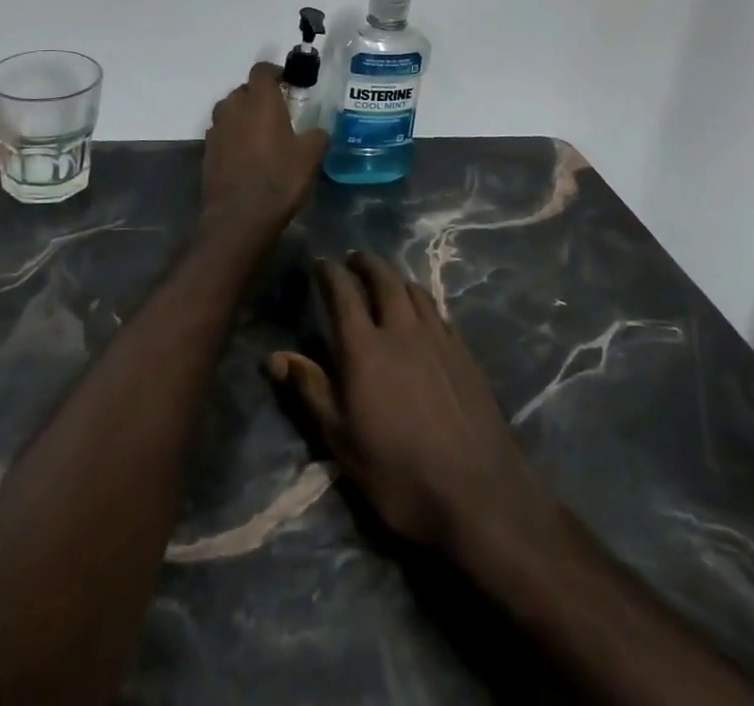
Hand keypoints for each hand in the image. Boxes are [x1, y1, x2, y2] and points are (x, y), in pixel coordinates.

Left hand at [201, 63, 329, 245]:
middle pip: (244, 90)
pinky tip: (247, 155)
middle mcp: (233, 108)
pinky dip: (233, 136)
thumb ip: (316, 135)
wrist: (239, 218)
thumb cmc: (279, 179)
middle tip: (279, 111)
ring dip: (244, 115)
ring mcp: (216, 129)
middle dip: (260, 96)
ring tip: (262, 133)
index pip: (262, 70)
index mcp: (259, 101)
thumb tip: (317, 131)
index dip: (275, 72)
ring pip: (230, 111)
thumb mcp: (310, 156)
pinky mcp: (207, 151)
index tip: (288, 83)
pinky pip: (222, 133)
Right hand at [270, 252, 553, 554]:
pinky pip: (438, 311)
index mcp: (364, 348)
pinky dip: (422, 302)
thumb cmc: (398, 473)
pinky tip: (422, 316)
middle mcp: (401, 329)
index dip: (329, 272)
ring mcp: (438, 337)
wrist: (477, 493)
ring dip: (395, 278)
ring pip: (414, 290)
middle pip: (383, 278)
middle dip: (365, 263)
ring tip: (386, 282)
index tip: (320, 263)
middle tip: (354, 259)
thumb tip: (276, 356)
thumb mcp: (342, 440)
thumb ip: (311, 390)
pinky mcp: (464, 352)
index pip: (342, 292)